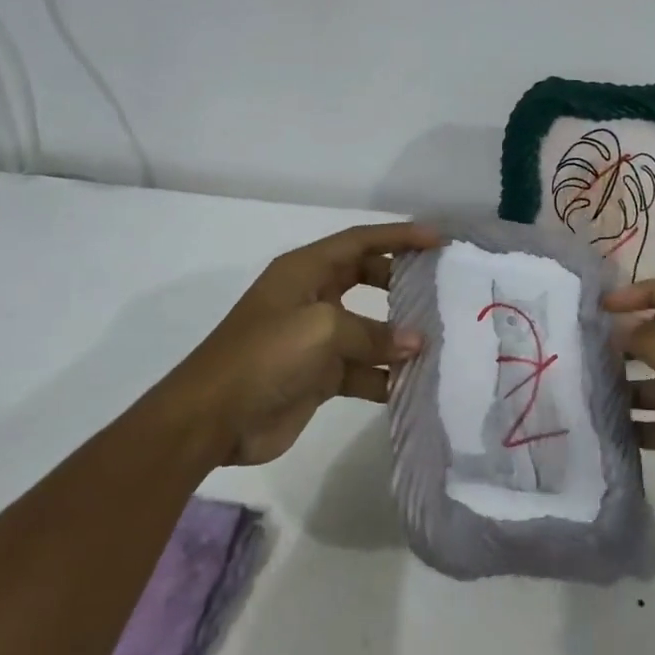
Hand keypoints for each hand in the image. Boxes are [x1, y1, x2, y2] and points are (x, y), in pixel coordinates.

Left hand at [167, 221, 440, 465]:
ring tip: (440, 340)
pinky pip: (362, 369)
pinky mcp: (318, 376)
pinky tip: (415, 384)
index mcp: (305, 271)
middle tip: (441, 288)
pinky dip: (385, 376)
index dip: (399, 236)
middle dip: (402, 281)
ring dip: (398, 336)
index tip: (438, 240)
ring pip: (368, 328)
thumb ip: (372, 333)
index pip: (360, 241)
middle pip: (367, 278)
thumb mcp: (321, 330)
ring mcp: (315, 339)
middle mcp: (312, 297)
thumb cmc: (264, 355)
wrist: (213, 418)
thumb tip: (416, 343)